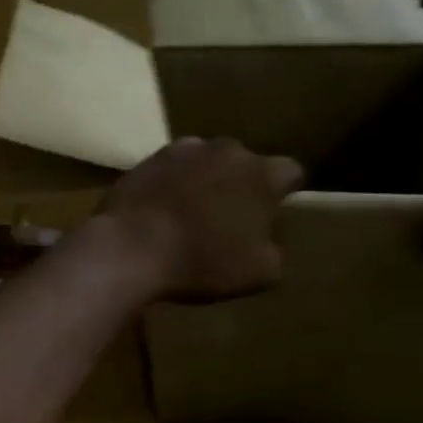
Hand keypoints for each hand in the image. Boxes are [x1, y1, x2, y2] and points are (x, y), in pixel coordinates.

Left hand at [93, 137, 305, 303]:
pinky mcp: (147, 159)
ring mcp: (184, 150)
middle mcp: (227, 150)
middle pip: (244, 163)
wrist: (132, 247)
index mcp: (263, 174)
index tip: (275, 213)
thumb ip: (273, 250)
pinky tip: (161, 211)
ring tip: (191, 214)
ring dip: (204, 181)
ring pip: (206, 162)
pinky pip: (170, 170)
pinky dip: (171, 185)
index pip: (291, 173)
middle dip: (242, 185)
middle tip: (230, 218)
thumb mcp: (261, 272)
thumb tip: (266, 241)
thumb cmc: (204, 260)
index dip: (285, 193)